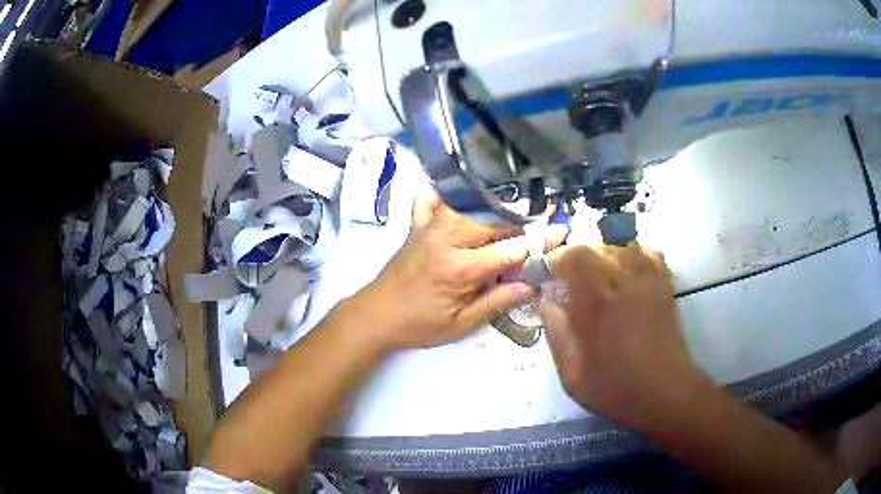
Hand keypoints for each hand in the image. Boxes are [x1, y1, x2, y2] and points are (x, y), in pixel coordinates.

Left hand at [351, 193, 566, 350]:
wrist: (375, 315)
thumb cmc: (419, 325)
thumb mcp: (461, 324)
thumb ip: (497, 301)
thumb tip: (532, 285)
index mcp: (460, 268)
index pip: (510, 249)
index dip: (539, 242)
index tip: (561, 233)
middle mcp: (446, 239)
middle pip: (493, 220)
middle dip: (521, 221)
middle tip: (543, 220)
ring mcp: (429, 228)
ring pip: (469, 206)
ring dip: (494, 207)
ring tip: (516, 210)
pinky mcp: (417, 226)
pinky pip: (432, 200)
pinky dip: (448, 195)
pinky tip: (462, 193)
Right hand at [541, 244, 711, 428]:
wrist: (665, 392)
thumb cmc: (617, 388)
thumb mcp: (573, 376)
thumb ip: (557, 336)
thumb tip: (547, 304)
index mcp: (598, 304)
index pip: (575, 258)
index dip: (558, 258)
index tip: (549, 271)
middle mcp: (623, 283)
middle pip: (598, 248)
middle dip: (577, 255)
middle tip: (569, 275)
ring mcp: (648, 282)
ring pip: (623, 246)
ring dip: (604, 253)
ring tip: (597, 273)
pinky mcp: (664, 287)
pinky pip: (649, 254)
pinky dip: (634, 254)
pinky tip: (627, 269)